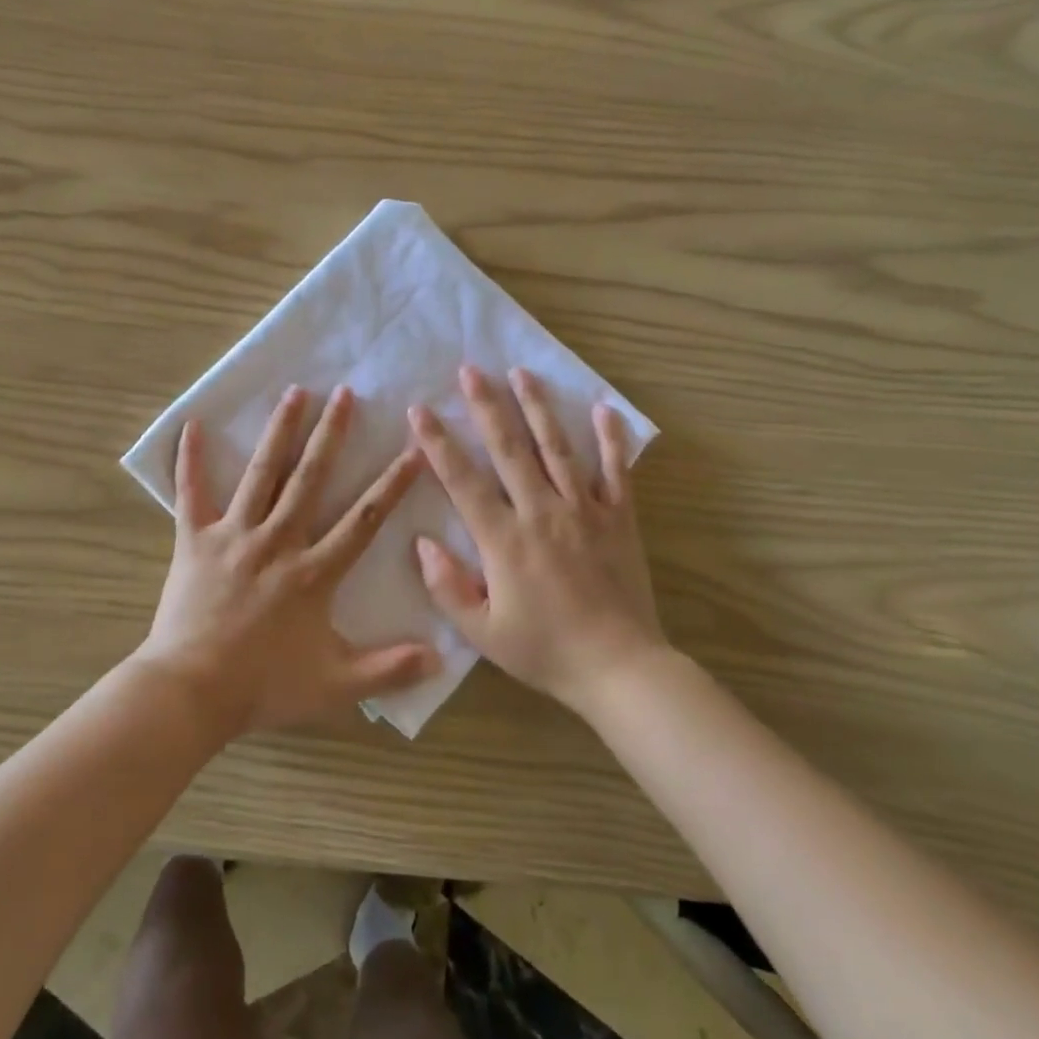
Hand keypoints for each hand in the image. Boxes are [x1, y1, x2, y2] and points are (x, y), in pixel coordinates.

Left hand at [136, 385, 439, 738]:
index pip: (364, 520)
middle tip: (345, 393)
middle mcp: (278, 541)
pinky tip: (193, 425)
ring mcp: (234, 535)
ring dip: (279, 431)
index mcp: (313, 572)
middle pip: (310, 479)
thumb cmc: (263, 686)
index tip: (414, 449)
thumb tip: (441, 657)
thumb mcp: (336, 685)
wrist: (190, 692)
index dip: (392, 484)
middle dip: (331, 435)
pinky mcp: (195, 541)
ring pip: (261, 474)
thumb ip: (389, 669)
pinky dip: (190, 460)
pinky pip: (191, 494)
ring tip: (294, 392)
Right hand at [409, 365, 664, 714]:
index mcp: (504, 540)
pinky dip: (611, 439)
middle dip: (486, 406)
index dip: (438, 443)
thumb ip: (447, 586)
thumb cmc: (545, 651)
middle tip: (469, 369)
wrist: (619, 668)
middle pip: (509, 449)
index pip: (463, 481)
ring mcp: (584, 510)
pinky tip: (603, 409)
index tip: (420, 410)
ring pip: (557, 448)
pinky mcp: (619, 518)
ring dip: (537, 407)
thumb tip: (421, 542)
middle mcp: (542, 512)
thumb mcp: (482, 632)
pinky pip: (615, 471)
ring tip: (522, 372)